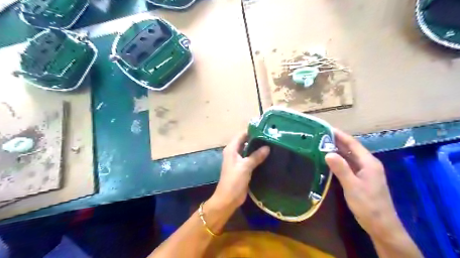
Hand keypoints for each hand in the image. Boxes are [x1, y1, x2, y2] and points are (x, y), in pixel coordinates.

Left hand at [211, 132, 269, 209]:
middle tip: (270, 136)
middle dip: (256, 138)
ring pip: (248, 150)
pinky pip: (250, 158)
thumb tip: (267, 147)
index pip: (241, 134)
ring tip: (271, 143)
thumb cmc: (234, 181)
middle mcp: (234, 152)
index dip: (251, 131)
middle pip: (245, 141)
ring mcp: (238, 160)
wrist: (228, 199)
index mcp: (231, 149)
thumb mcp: (245, 167)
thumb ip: (256, 156)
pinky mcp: (242, 168)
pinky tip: (267, 155)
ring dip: (257, 147)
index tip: (264, 128)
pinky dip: (257, 156)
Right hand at [325, 129, 402, 239]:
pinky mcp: (362, 178)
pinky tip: (330, 160)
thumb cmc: (368, 205)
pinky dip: (339, 160)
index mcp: (369, 163)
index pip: (353, 144)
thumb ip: (341, 169)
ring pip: (350, 157)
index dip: (340, 135)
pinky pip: (349, 165)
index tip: (326, 128)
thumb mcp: (353, 186)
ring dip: (338, 150)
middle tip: (320, 136)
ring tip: (322, 145)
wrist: (381, 225)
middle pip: (351, 149)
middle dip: (337, 141)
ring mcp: (365, 172)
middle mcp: (368, 164)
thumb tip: (328, 153)